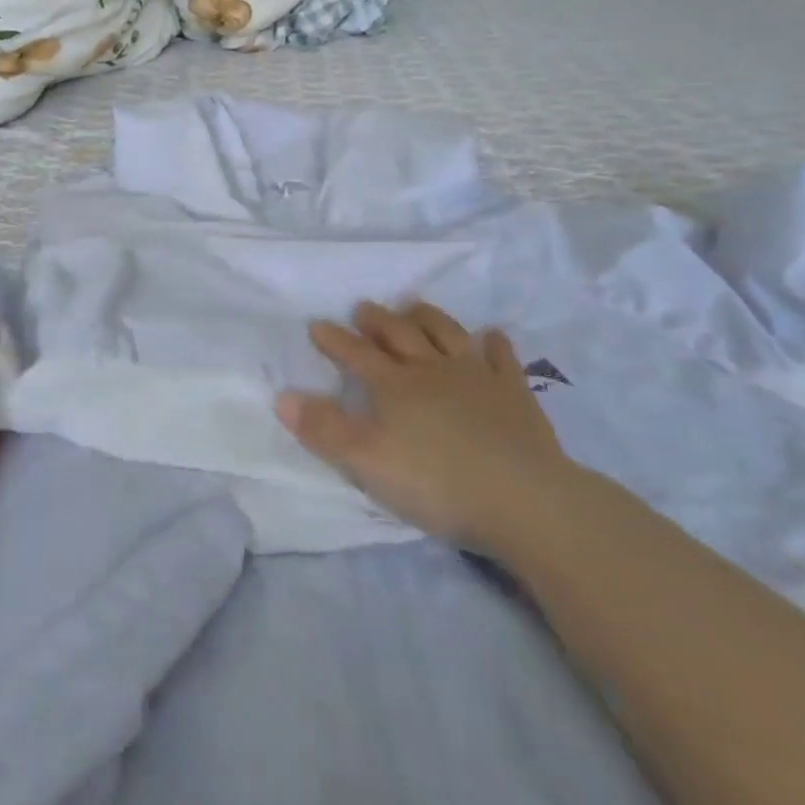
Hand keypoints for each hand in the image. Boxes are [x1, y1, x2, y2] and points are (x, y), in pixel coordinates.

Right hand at [278, 301, 575, 549]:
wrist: (523, 498)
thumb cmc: (437, 483)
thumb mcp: (366, 462)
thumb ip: (324, 429)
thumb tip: (282, 396)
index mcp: (394, 386)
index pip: (356, 354)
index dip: (334, 339)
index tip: (317, 324)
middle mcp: (431, 369)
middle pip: (399, 334)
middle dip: (377, 320)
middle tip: (363, 308)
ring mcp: (476, 376)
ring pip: (446, 333)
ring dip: (426, 317)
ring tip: (413, 306)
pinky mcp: (514, 392)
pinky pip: (502, 357)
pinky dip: (493, 343)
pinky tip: (491, 335)